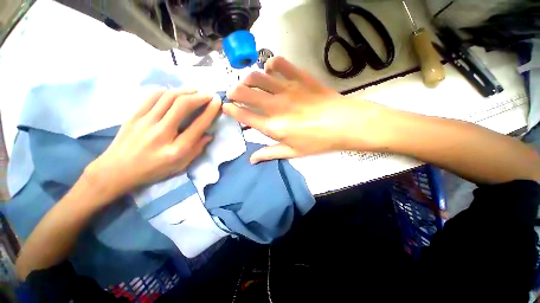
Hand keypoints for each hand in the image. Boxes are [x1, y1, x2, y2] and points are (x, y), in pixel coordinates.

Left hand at [85, 90, 220, 200]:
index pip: (198, 125)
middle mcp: (161, 132)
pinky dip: (167, 91)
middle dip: (199, 96)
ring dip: (185, 91)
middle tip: (208, 93)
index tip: (217, 101)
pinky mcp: (134, 115)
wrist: (117, 170)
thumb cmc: (153, 170)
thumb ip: (197, 149)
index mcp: (176, 149)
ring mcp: (145, 121)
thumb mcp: (180, 165)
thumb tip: (209, 135)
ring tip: (195, 90)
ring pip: (168, 97)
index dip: (210, 111)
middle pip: (183, 105)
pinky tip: (175, 92)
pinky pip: (152, 96)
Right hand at [224, 56, 386, 162]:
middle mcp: (276, 106)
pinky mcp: (300, 78)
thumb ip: (270, 154)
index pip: (245, 116)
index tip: (226, 107)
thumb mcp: (293, 152)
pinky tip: (270, 70)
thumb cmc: (318, 141)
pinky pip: (280, 63)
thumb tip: (252, 160)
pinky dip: (271, 64)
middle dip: (233, 91)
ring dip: (248, 78)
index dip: (232, 110)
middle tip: (233, 93)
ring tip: (248, 82)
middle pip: (245, 93)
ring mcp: (287, 89)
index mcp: (273, 127)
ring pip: (258, 76)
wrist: (344, 124)